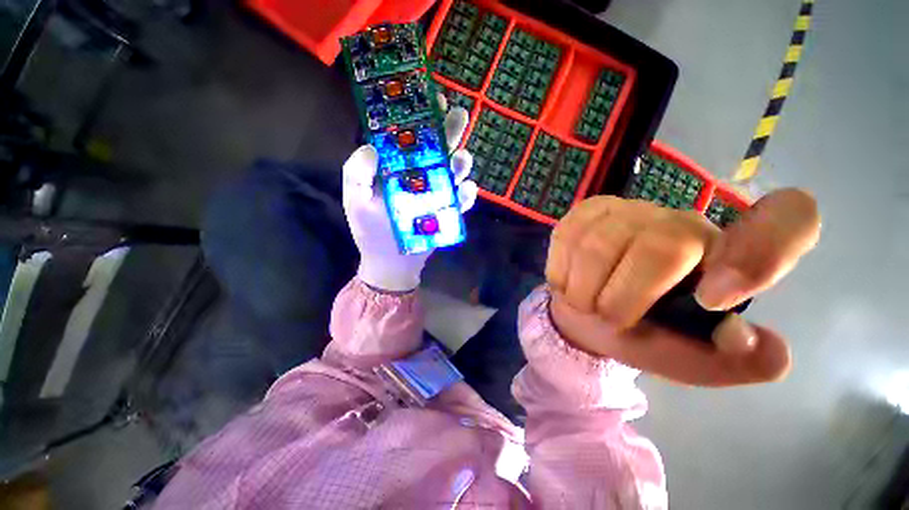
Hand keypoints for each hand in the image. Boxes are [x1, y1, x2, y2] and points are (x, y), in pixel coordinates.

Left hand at [342, 99, 477, 291]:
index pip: (409, 139)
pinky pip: (461, 200)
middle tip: (458, 116)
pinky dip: (466, 194)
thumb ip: (357, 174)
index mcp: (396, 171)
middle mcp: (419, 178)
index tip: (430, 100)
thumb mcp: (356, 202)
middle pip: (437, 149)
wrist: (392, 264)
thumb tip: (371, 147)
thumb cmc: (372, 233)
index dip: (420, 118)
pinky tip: (466, 190)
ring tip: (461, 158)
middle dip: (449, 131)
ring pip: (453, 171)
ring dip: (460, 162)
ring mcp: (436, 195)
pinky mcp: (447, 212)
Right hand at [546, 190, 820, 385]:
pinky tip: (567, 281)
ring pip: (599, 244)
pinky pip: (568, 238)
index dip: (760, 253)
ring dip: (583, 289)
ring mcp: (630, 209)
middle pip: (660, 248)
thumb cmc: (641, 335)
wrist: (588, 308)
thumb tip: (760, 345)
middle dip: (620, 299)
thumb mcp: (690, 360)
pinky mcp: (588, 209)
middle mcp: (684, 221)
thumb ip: (734, 361)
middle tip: (607, 318)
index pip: (788, 221)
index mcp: (727, 257)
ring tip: (583, 303)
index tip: (712, 300)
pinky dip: (562, 271)